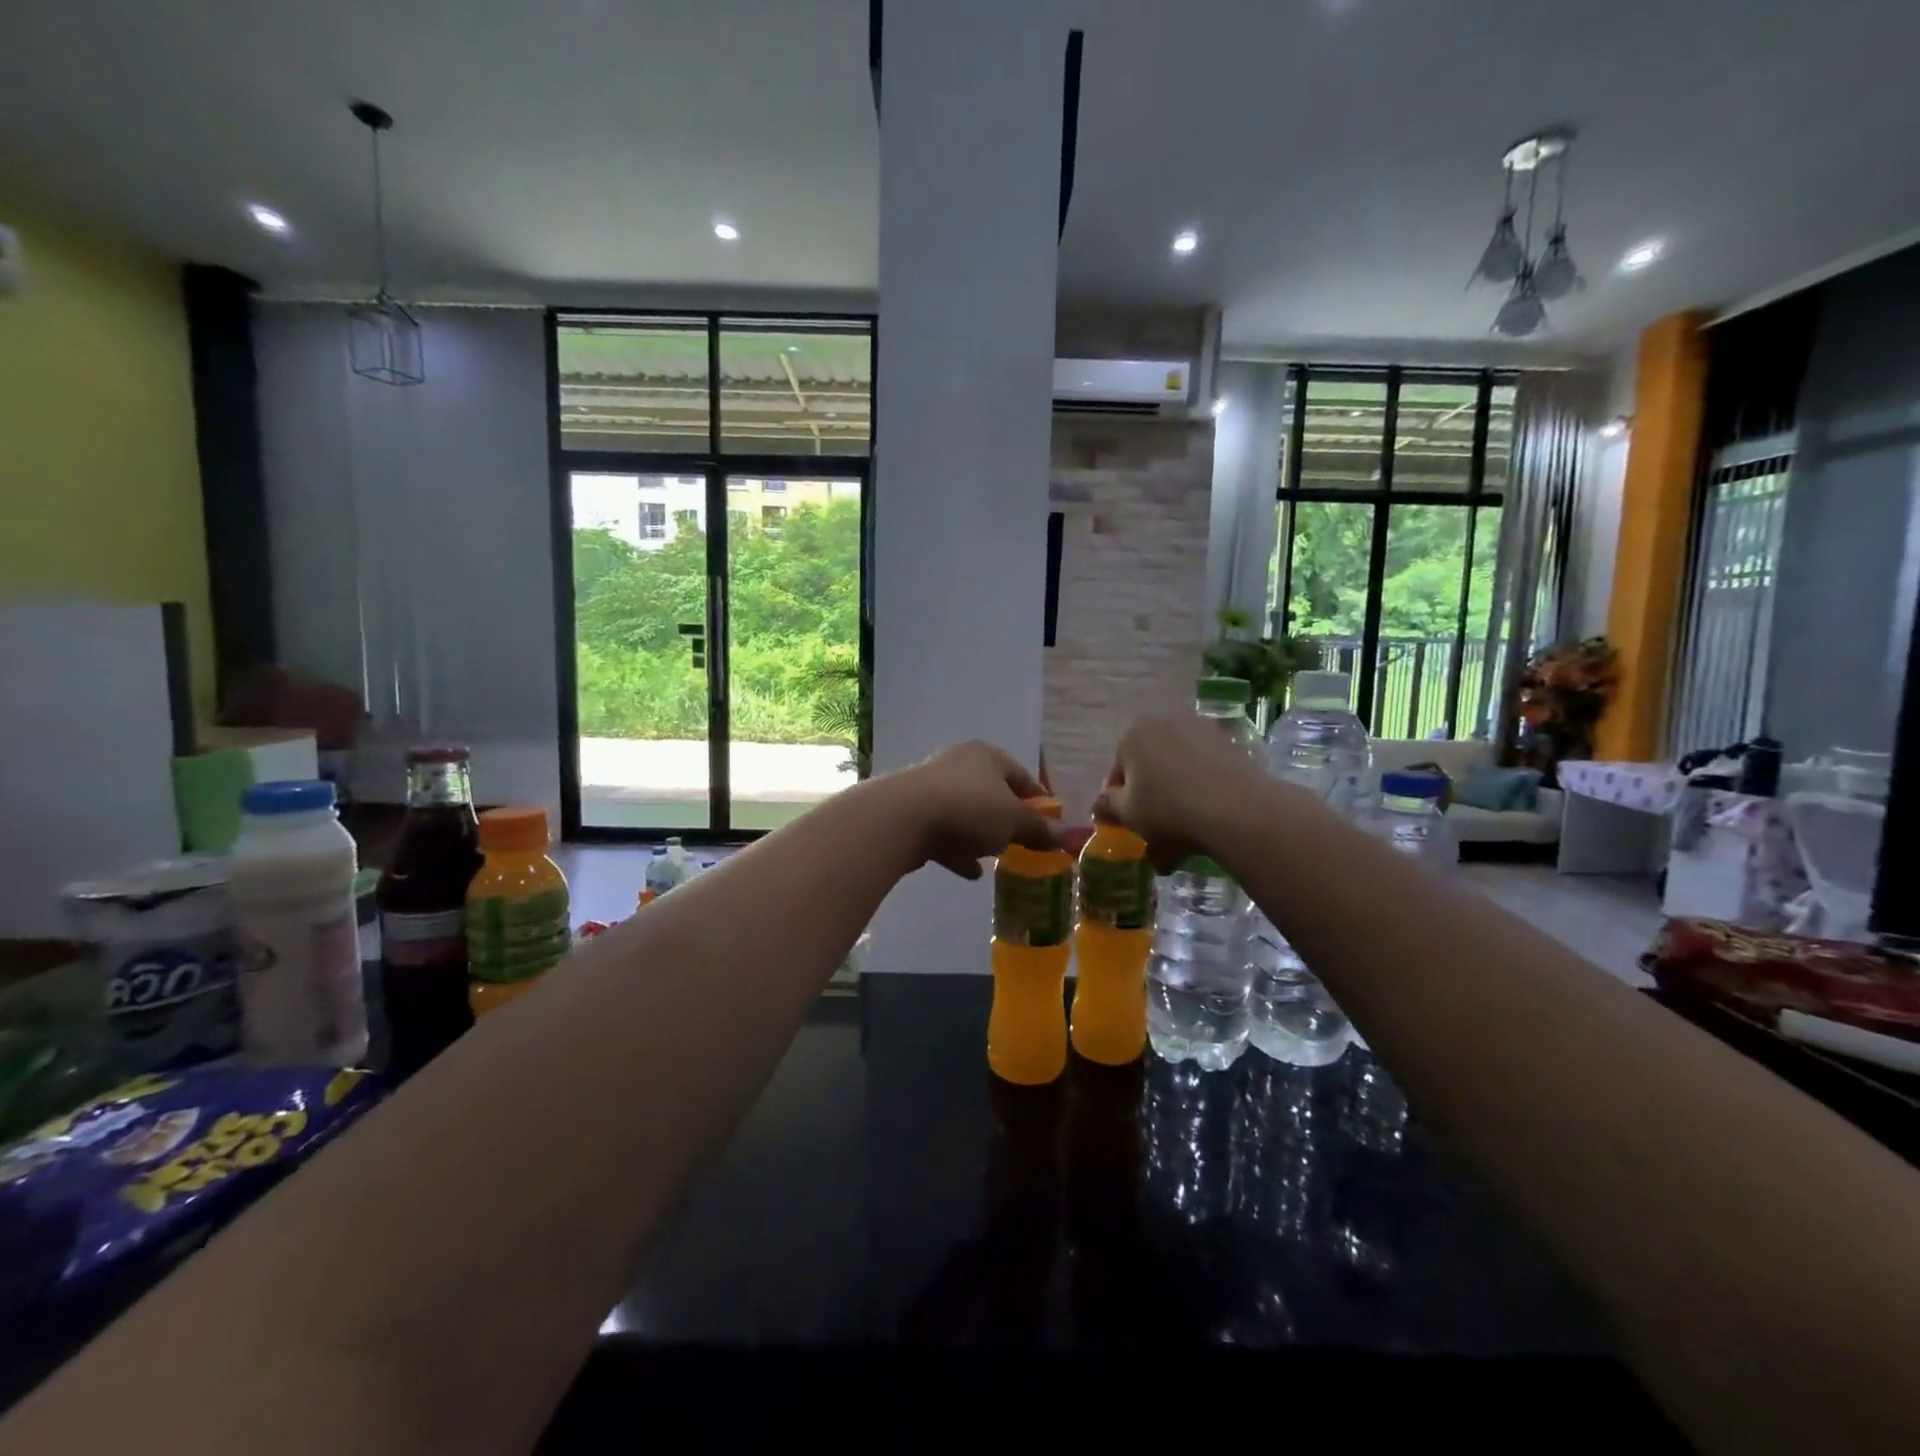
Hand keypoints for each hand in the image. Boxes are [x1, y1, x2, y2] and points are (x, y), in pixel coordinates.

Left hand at [883, 741, 1059, 879]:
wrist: (903, 818)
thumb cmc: (970, 809)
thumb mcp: (1013, 821)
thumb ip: (1038, 830)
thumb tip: (1063, 837)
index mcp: (988, 756)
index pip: (1022, 776)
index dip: (1040, 802)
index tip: (1052, 825)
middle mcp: (959, 765)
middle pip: (993, 794)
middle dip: (1007, 819)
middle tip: (1024, 842)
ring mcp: (933, 789)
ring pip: (967, 813)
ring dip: (982, 834)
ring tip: (998, 857)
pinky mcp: (914, 814)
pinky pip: (945, 833)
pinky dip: (959, 850)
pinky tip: (972, 872)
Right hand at [1092, 713, 1271, 872]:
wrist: (1236, 809)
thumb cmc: (1168, 809)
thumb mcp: (1127, 814)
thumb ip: (1108, 806)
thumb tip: (1101, 803)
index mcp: (1135, 734)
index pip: (1118, 771)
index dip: (1121, 801)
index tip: (1131, 824)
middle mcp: (1166, 722)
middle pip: (1151, 766)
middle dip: (1152, 795)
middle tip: (1158, 827)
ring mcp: (1202, 729)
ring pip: (1180, 768)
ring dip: (1178, 794)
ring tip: (1186, 832)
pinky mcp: (1232, 743)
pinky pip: (1207, 770)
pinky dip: (1203, 789)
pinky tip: (1208, 818)